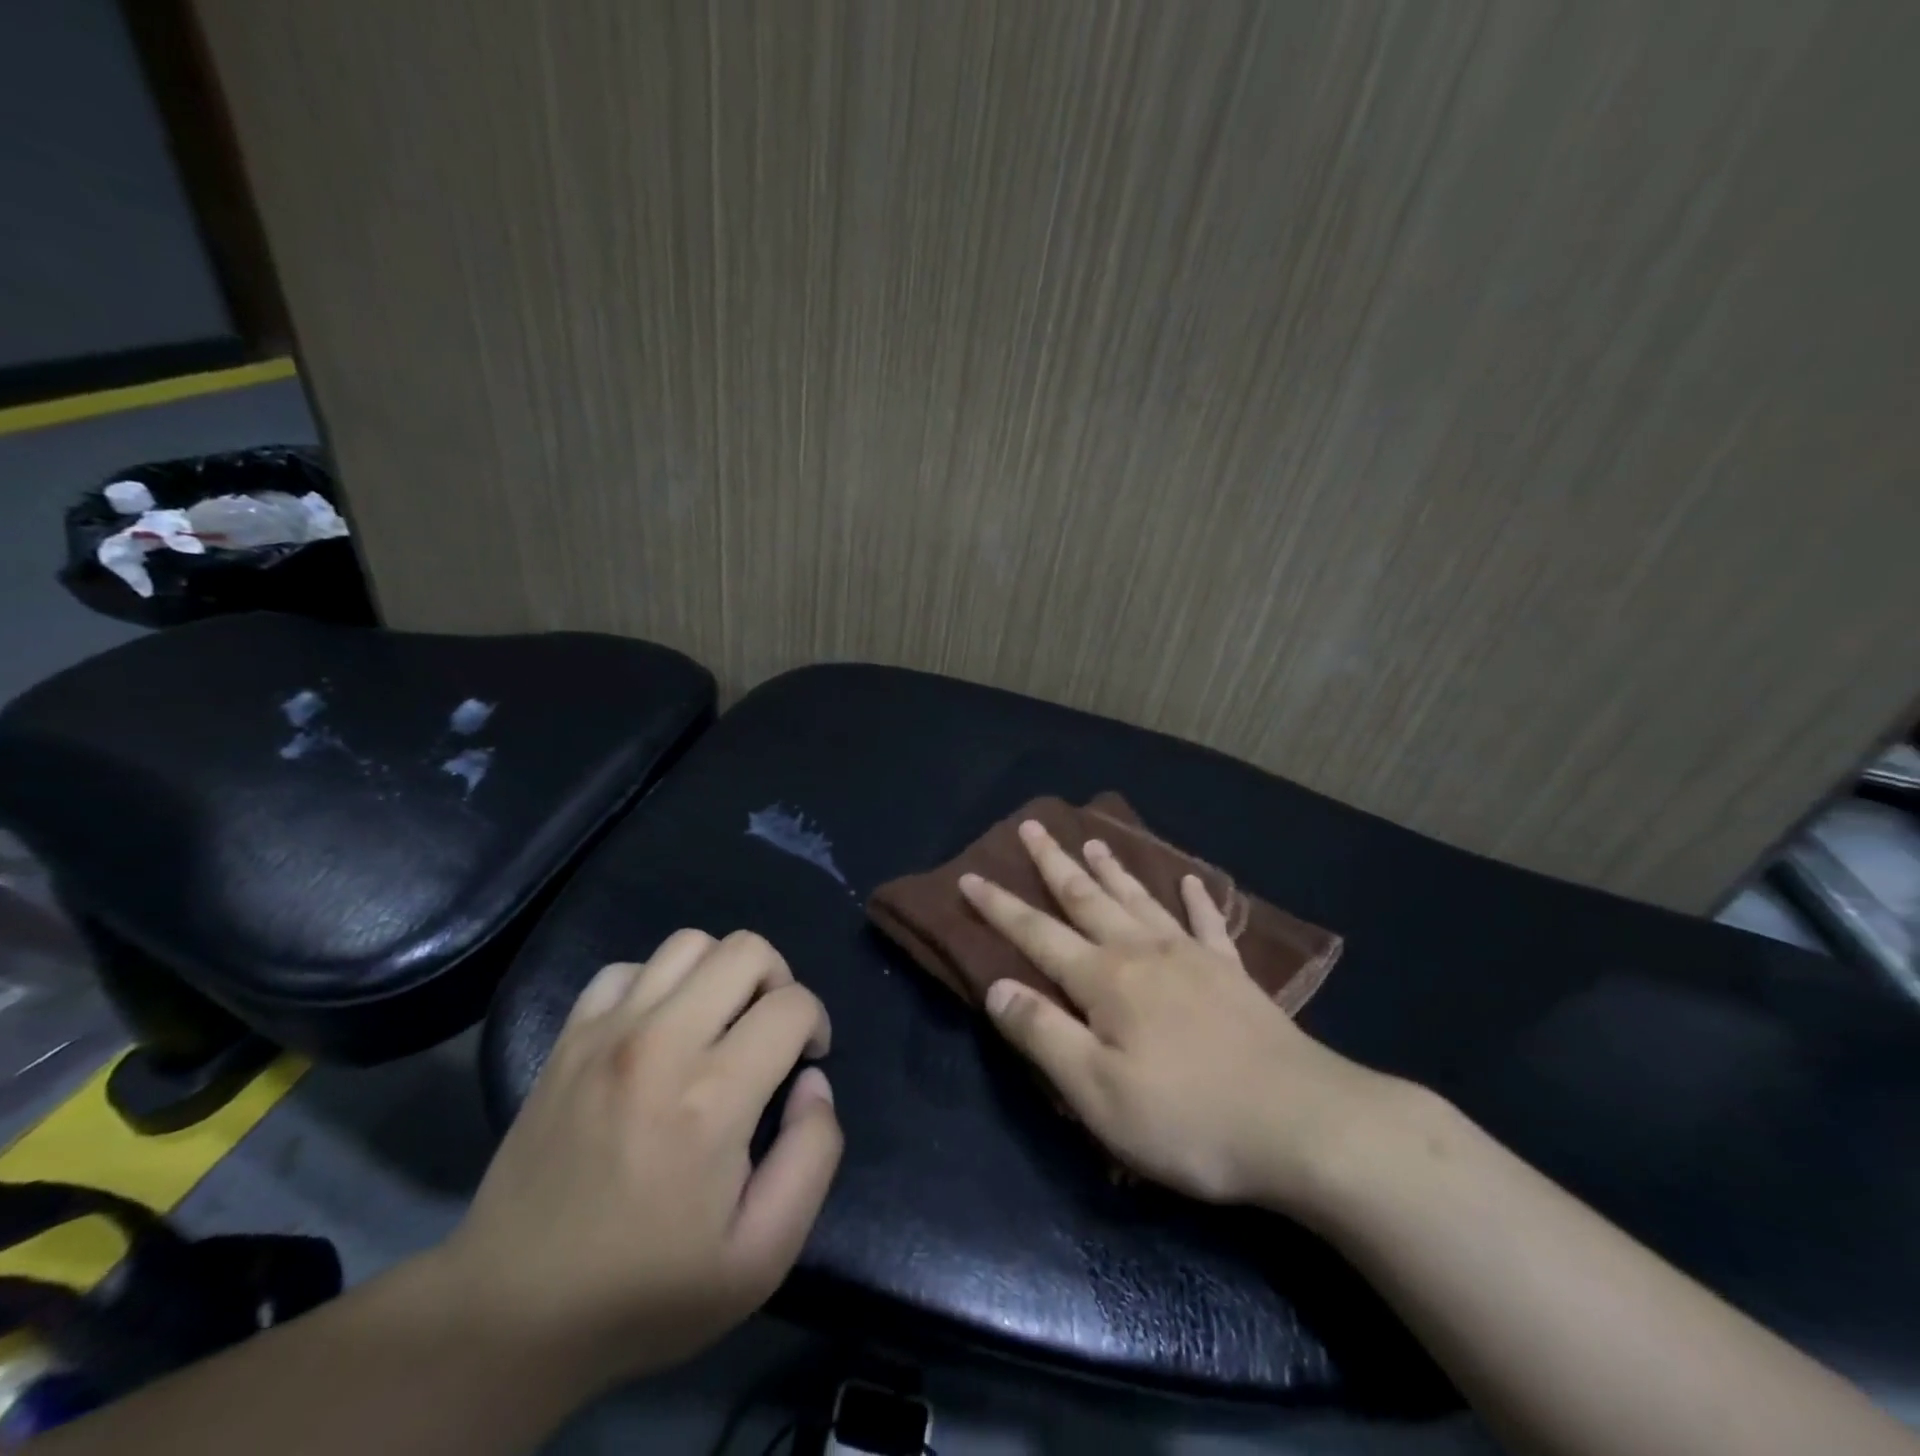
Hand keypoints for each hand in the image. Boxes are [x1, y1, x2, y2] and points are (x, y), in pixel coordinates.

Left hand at [436, 929, 841, 1392]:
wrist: (513, 1314)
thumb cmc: (648, 1289)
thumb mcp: (762, 1255)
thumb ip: (813, 1156)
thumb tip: (813, 1081)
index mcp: (713, 1096)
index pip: (792, 1004)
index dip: (816, 1024)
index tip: (806, 1060)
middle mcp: (661, 1043)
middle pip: (746, 949)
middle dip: (778, 980)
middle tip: (770, 1031)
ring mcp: (606, 1033)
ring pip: (688, 943)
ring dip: (721, 973)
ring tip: (719, 1022)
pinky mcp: (568, 1038)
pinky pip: (627, 968)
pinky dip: (657, 983)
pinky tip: (659, 1028)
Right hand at [961, 821, 1400, 1213]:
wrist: (1304, 1124)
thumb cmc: (1188, 1118)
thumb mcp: (1097, 1093)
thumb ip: (1043, 1035)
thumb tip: (997, 988)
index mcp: (1105, 980)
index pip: (1036, 933)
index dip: (999, 907)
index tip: (969, 876)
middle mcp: (1143, 953)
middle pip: (1087, 898)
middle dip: (1053, 863)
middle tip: (1031, 826)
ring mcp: (1193, 958)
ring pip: (1140, 899)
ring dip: (1112, 869)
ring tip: (1093, 840)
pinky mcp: (1233, 975)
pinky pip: (1208, 924)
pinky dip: (1195, 900)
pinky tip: (1190, 882)